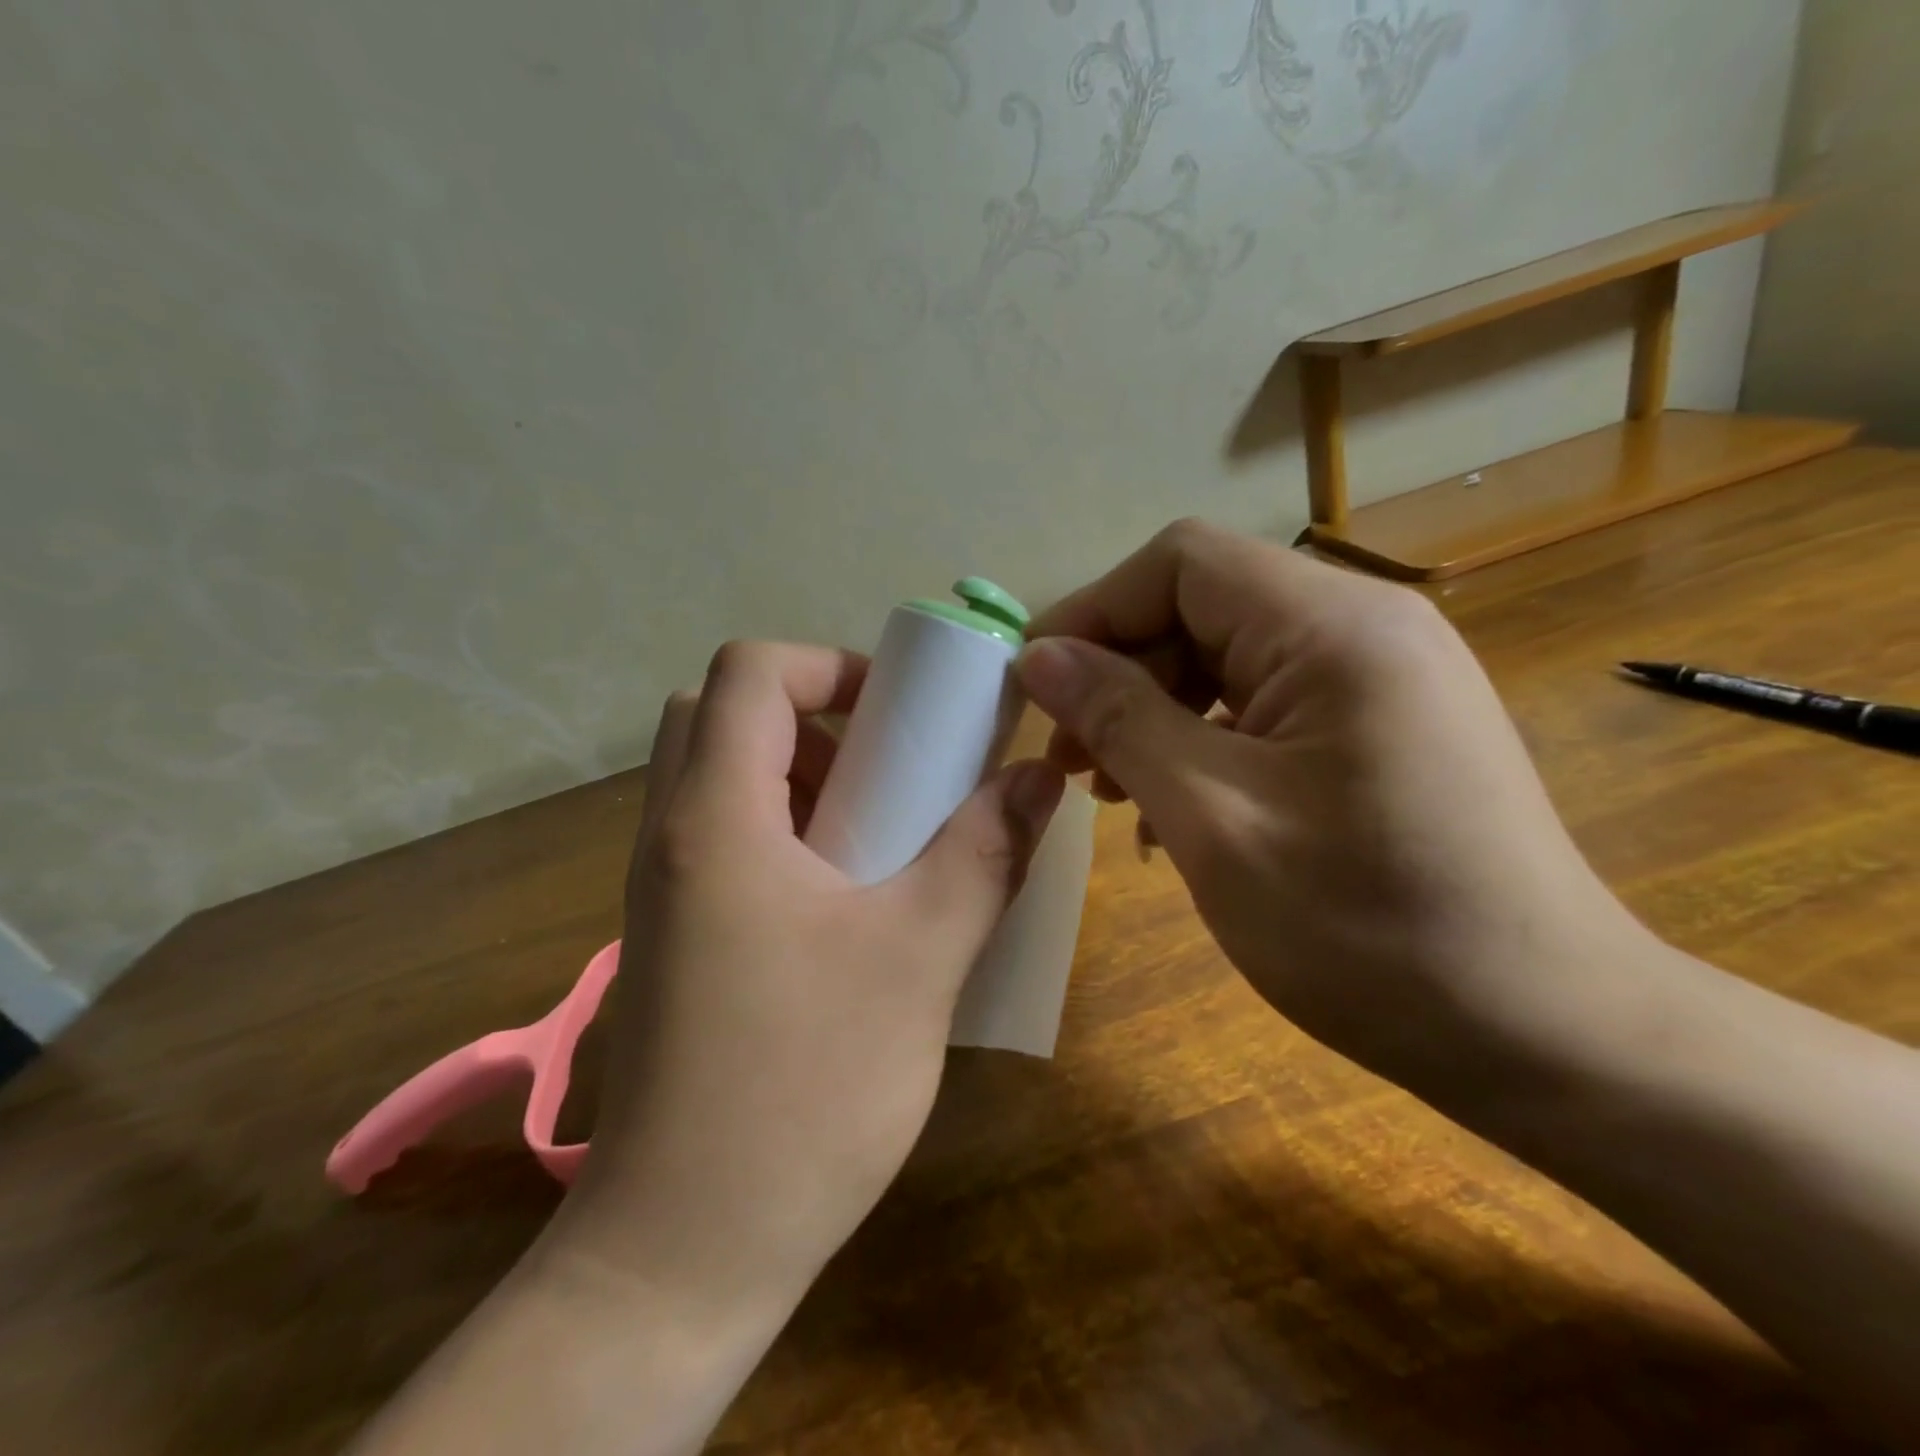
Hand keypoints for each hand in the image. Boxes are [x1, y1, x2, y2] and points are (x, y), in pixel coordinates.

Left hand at [567, 640, 1062, 1320]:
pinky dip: (785, 830)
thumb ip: (985, 853)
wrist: (684, 1251)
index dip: (830, 665)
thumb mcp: (921, 957)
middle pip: (723, 715)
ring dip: (802, 775)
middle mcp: (671, 836)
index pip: (748, 672)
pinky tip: (849, 900)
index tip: (903, 713)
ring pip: (720, 777)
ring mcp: (664, 891)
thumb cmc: (804, 1090)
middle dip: (815, 716)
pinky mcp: (675, 939)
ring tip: (881, 834)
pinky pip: (723, 838)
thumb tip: (1036, 778)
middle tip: (890, 769)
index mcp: (715, 817)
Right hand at [1016, 520, 1647, 1098]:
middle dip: (1122, 671)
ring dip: (1157, 711)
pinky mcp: (1384, 727)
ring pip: (1229, 658)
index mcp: (1332, 628)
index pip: (1181, 562)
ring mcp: (1381, 678)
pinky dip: (1206, 741)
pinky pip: (1267, 705)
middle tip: (1072, 761)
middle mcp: (1365, 627)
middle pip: (1203, 606)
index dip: (1094, 611)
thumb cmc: (1366, 928)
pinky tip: (1178, 812)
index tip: (1037, 689)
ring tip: (1114, 791)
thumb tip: (1039, 656)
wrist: (1545, 1036)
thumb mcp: (1211, 818)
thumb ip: (1119, 719)